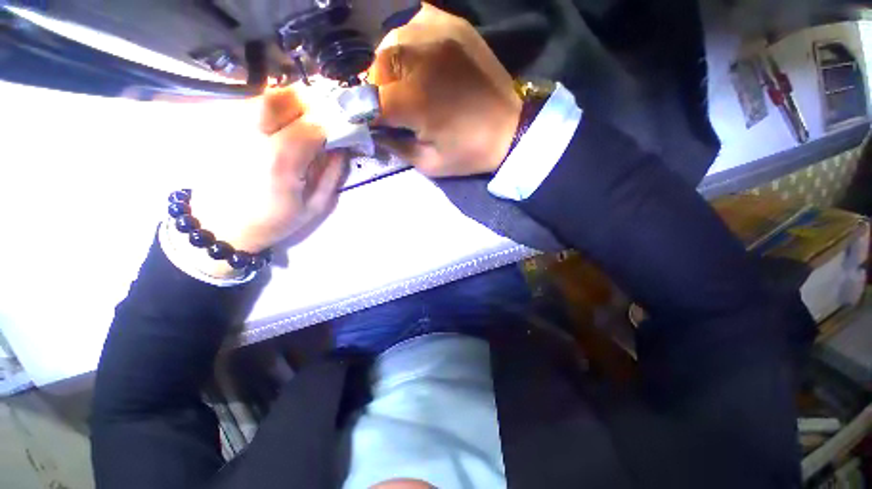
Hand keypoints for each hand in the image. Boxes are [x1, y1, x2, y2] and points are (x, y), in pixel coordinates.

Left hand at [170, 87, 344, 277]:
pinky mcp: (220, 128)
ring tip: (303, 116)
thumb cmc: (273, 221)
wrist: (221, 226)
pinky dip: (271, 107)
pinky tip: (281, 121)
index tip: (344, 127)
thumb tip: (342, 148)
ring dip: (290, 101)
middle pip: (283, 99)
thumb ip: (332, 175)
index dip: (333, 123)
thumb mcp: (314, 206)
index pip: (312, 127)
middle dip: (310, 102)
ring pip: (264, 97)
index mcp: (281, 161)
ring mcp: (232, 129)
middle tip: (323, 114)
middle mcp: (253, 137)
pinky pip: (250, 106)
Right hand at [369, 3, 521, 176]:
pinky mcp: (453, 25)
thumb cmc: (470, 152)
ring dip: (389, 67)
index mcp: (415, 99)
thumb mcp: (429, 164)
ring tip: (403, 84)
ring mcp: (437, 34)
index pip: (369, 101)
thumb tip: (374, 131)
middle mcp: (420, 58)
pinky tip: (417, 61)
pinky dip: (407, 43)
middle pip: (376, 67)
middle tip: (390, 107)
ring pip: (391, 43)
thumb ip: (396, 146)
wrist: (512, 128)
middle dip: (376, 90)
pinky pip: (413, 23)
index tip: (369, 123)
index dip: (364, 114)